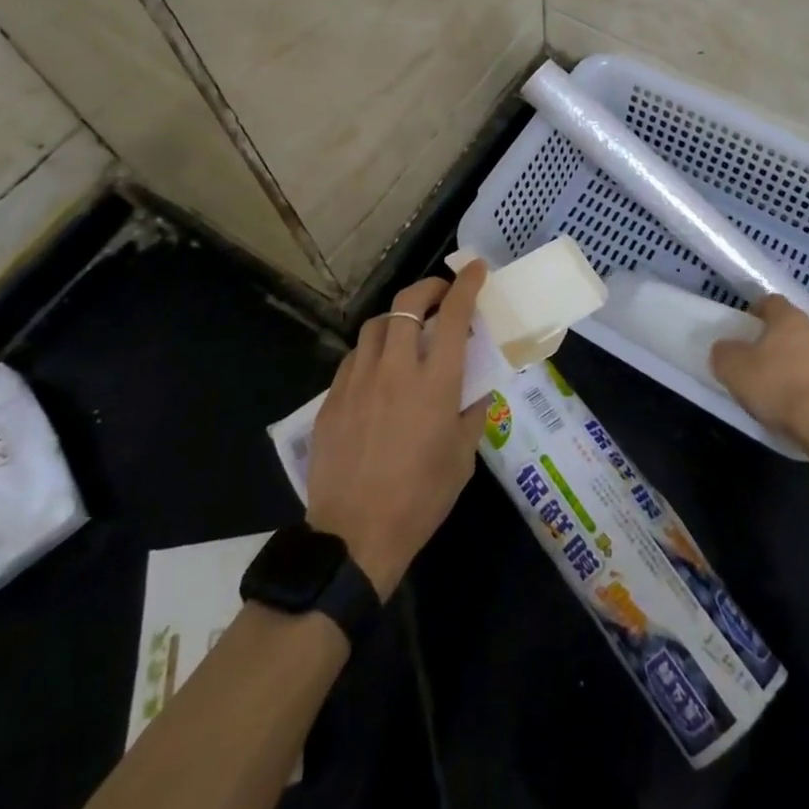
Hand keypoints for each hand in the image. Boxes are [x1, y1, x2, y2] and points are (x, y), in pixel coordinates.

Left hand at [305, 262, 488, 598]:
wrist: (354, 538)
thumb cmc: (420, 499)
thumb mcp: (463, 458)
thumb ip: (471, 413)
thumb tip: (474, 388)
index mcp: (435, 383)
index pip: (454, 315)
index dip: (466, 285)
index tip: (476, 269)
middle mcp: (395, 369)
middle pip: (407, 303)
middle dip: (429, 287)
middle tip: (441, 295)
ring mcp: (358, 381)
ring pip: (376, 325)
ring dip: (398, 318)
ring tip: (408, 333)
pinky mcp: (332, 398)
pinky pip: (354, 357)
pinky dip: (372, 351)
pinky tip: (378, 371)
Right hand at [710, 295, 808, 457]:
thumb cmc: (779, 388)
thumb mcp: (734, 370)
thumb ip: (724, 353)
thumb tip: (724, 347)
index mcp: (789, 319)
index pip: (772, 302)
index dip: (759, 311)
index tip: (750, 326)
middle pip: (798, 327)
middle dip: (785, 339)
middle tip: (768, 361)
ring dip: (807, 361)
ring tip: (792, 386)